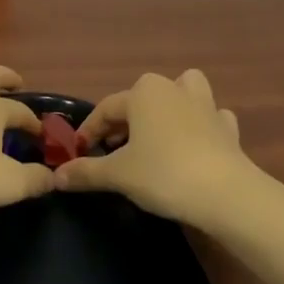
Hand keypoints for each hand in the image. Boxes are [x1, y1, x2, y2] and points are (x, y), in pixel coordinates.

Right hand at [55, 70, 258, 224]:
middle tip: (112, 150)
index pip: (106, 109)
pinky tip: (196, 146)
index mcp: (143, 92)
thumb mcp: (118, 174)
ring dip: (170, 106)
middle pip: (140, 100)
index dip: (89, 131)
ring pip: (183, 93)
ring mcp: (205, 106)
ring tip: (158, 133)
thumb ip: (85, 172)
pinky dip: (202, 127)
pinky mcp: (227, 128)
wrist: (226, 194)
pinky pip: (211, 118)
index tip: (79, 154)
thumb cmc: (164, 174)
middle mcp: (173, 89)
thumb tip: (56, 177)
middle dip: (125, 122)